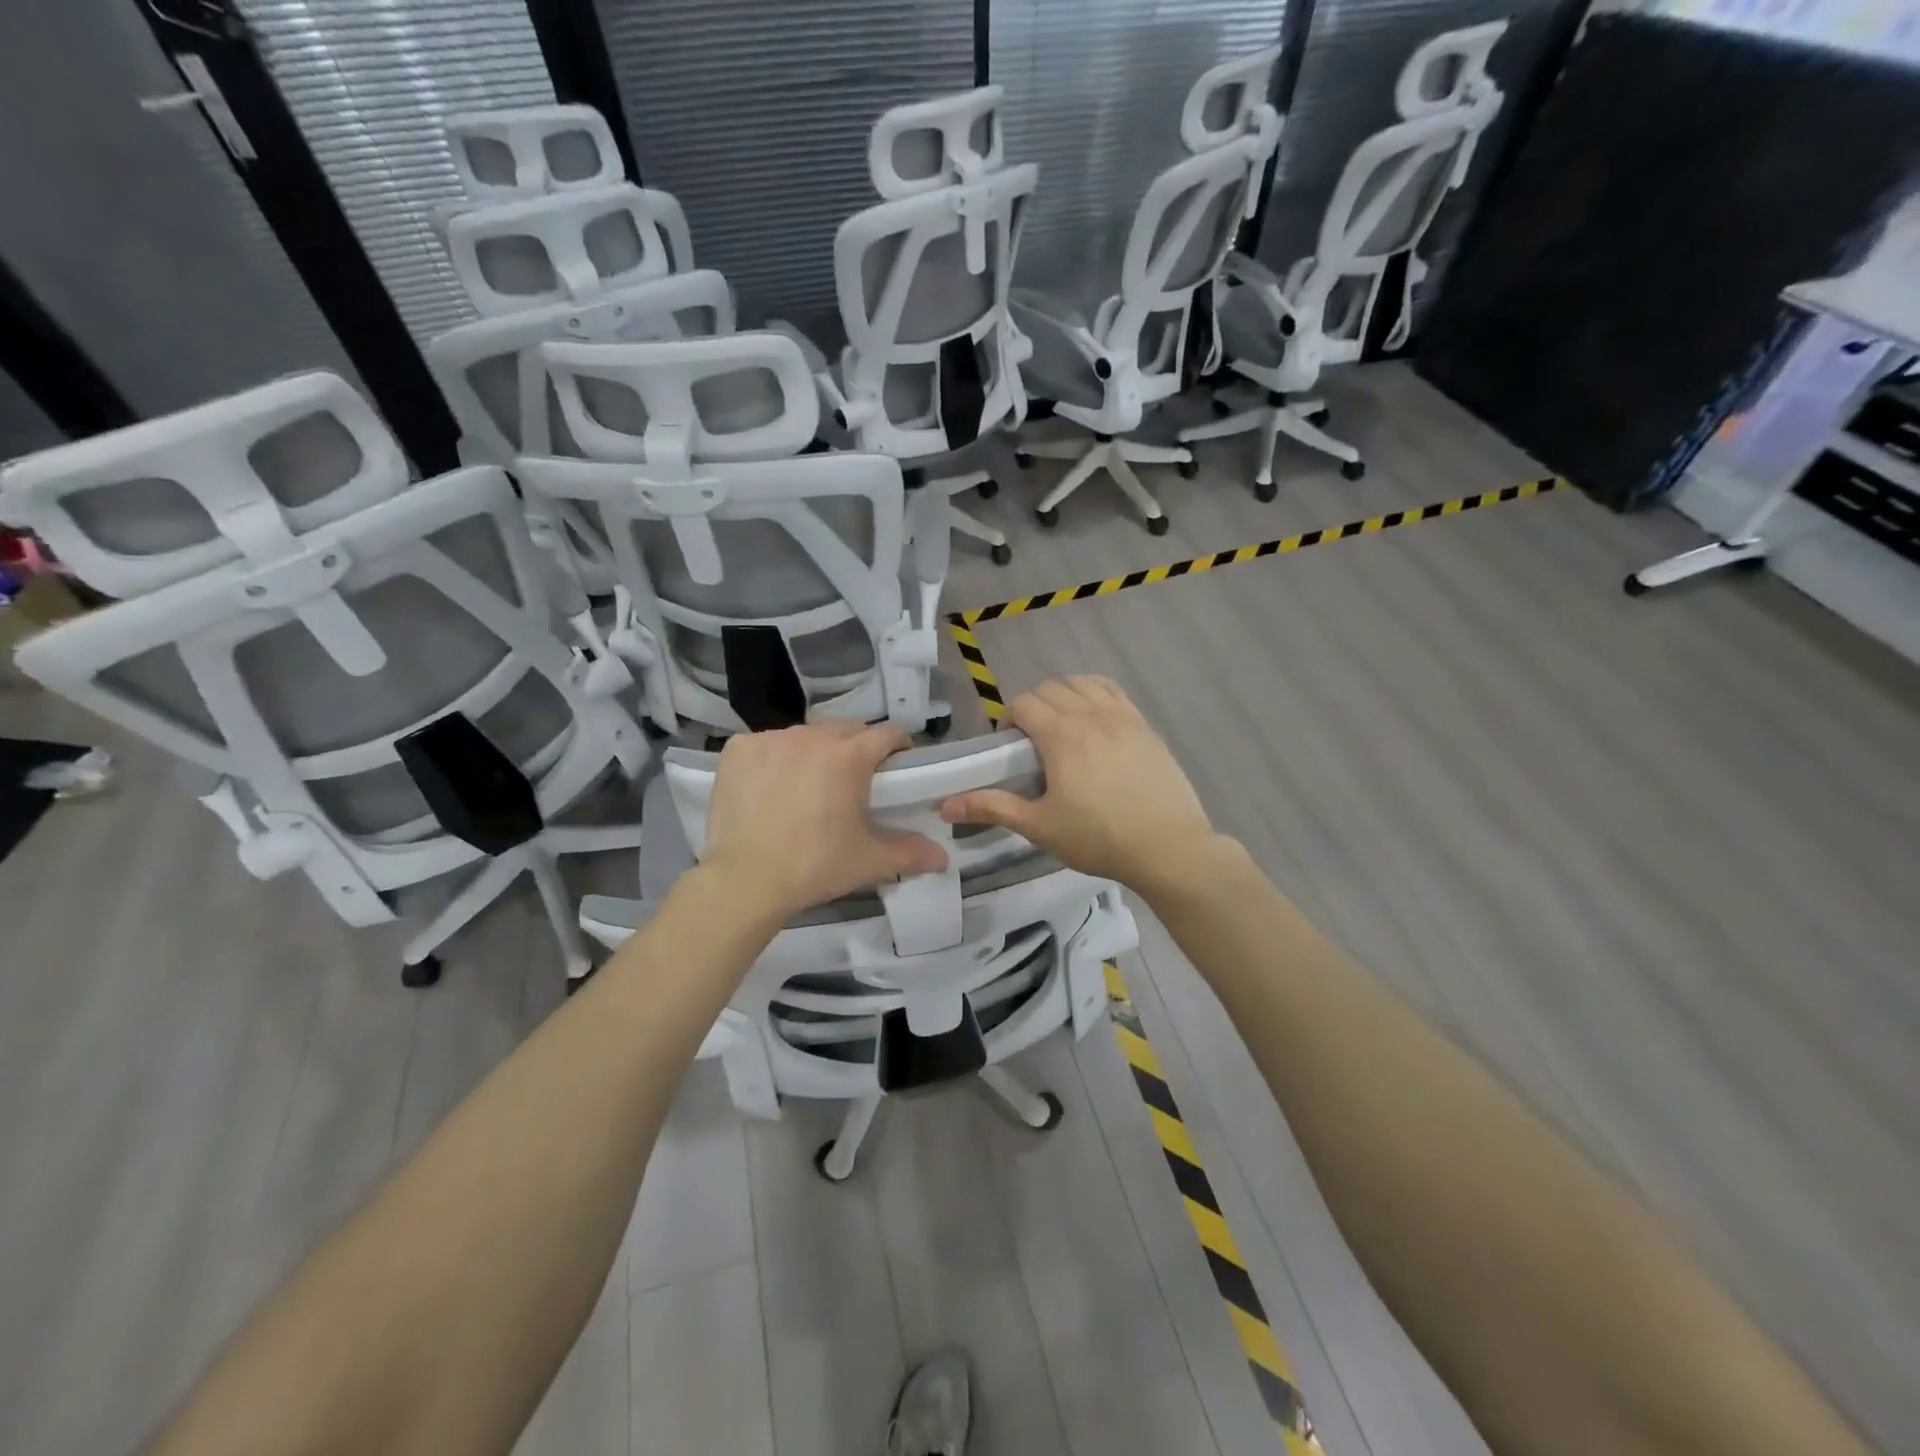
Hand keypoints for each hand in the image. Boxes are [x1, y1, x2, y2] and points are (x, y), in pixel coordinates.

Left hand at [701, 721, 947, 921]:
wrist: (745, 882)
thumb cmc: (815, 867)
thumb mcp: (869, 861)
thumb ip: (911, 853)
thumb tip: (942, 857)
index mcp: (850, 756)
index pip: (888, 733)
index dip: (898, 748)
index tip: (897, 768)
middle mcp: (812, 736)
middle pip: (847, 729)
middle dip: (857, 748)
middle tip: (855, 782)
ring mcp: (771, 739)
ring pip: (806, 734)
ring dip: (816, 751)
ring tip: (810, 785)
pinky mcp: (738, 749)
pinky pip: (767, 743)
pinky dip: (775, 757)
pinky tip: (771, 786)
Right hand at [939, 676, 1219, 889]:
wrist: (1167, 847)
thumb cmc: (1098, 838)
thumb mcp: (1039, 826)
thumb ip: (992, 808)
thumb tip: (944, 806)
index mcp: (1061, 736)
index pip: (1024, 704)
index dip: (1009, 718)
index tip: (1009, 746)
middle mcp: (1091, 715)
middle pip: (1051, 688)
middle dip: (1033, 706)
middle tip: (1032, 741)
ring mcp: (1122, 717)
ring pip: (1082, 683)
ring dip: (1063, 694)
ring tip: (1062, 724)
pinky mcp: (1145, 725)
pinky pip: (1113, 691)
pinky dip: (1094, 692)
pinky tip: (1094, 717)